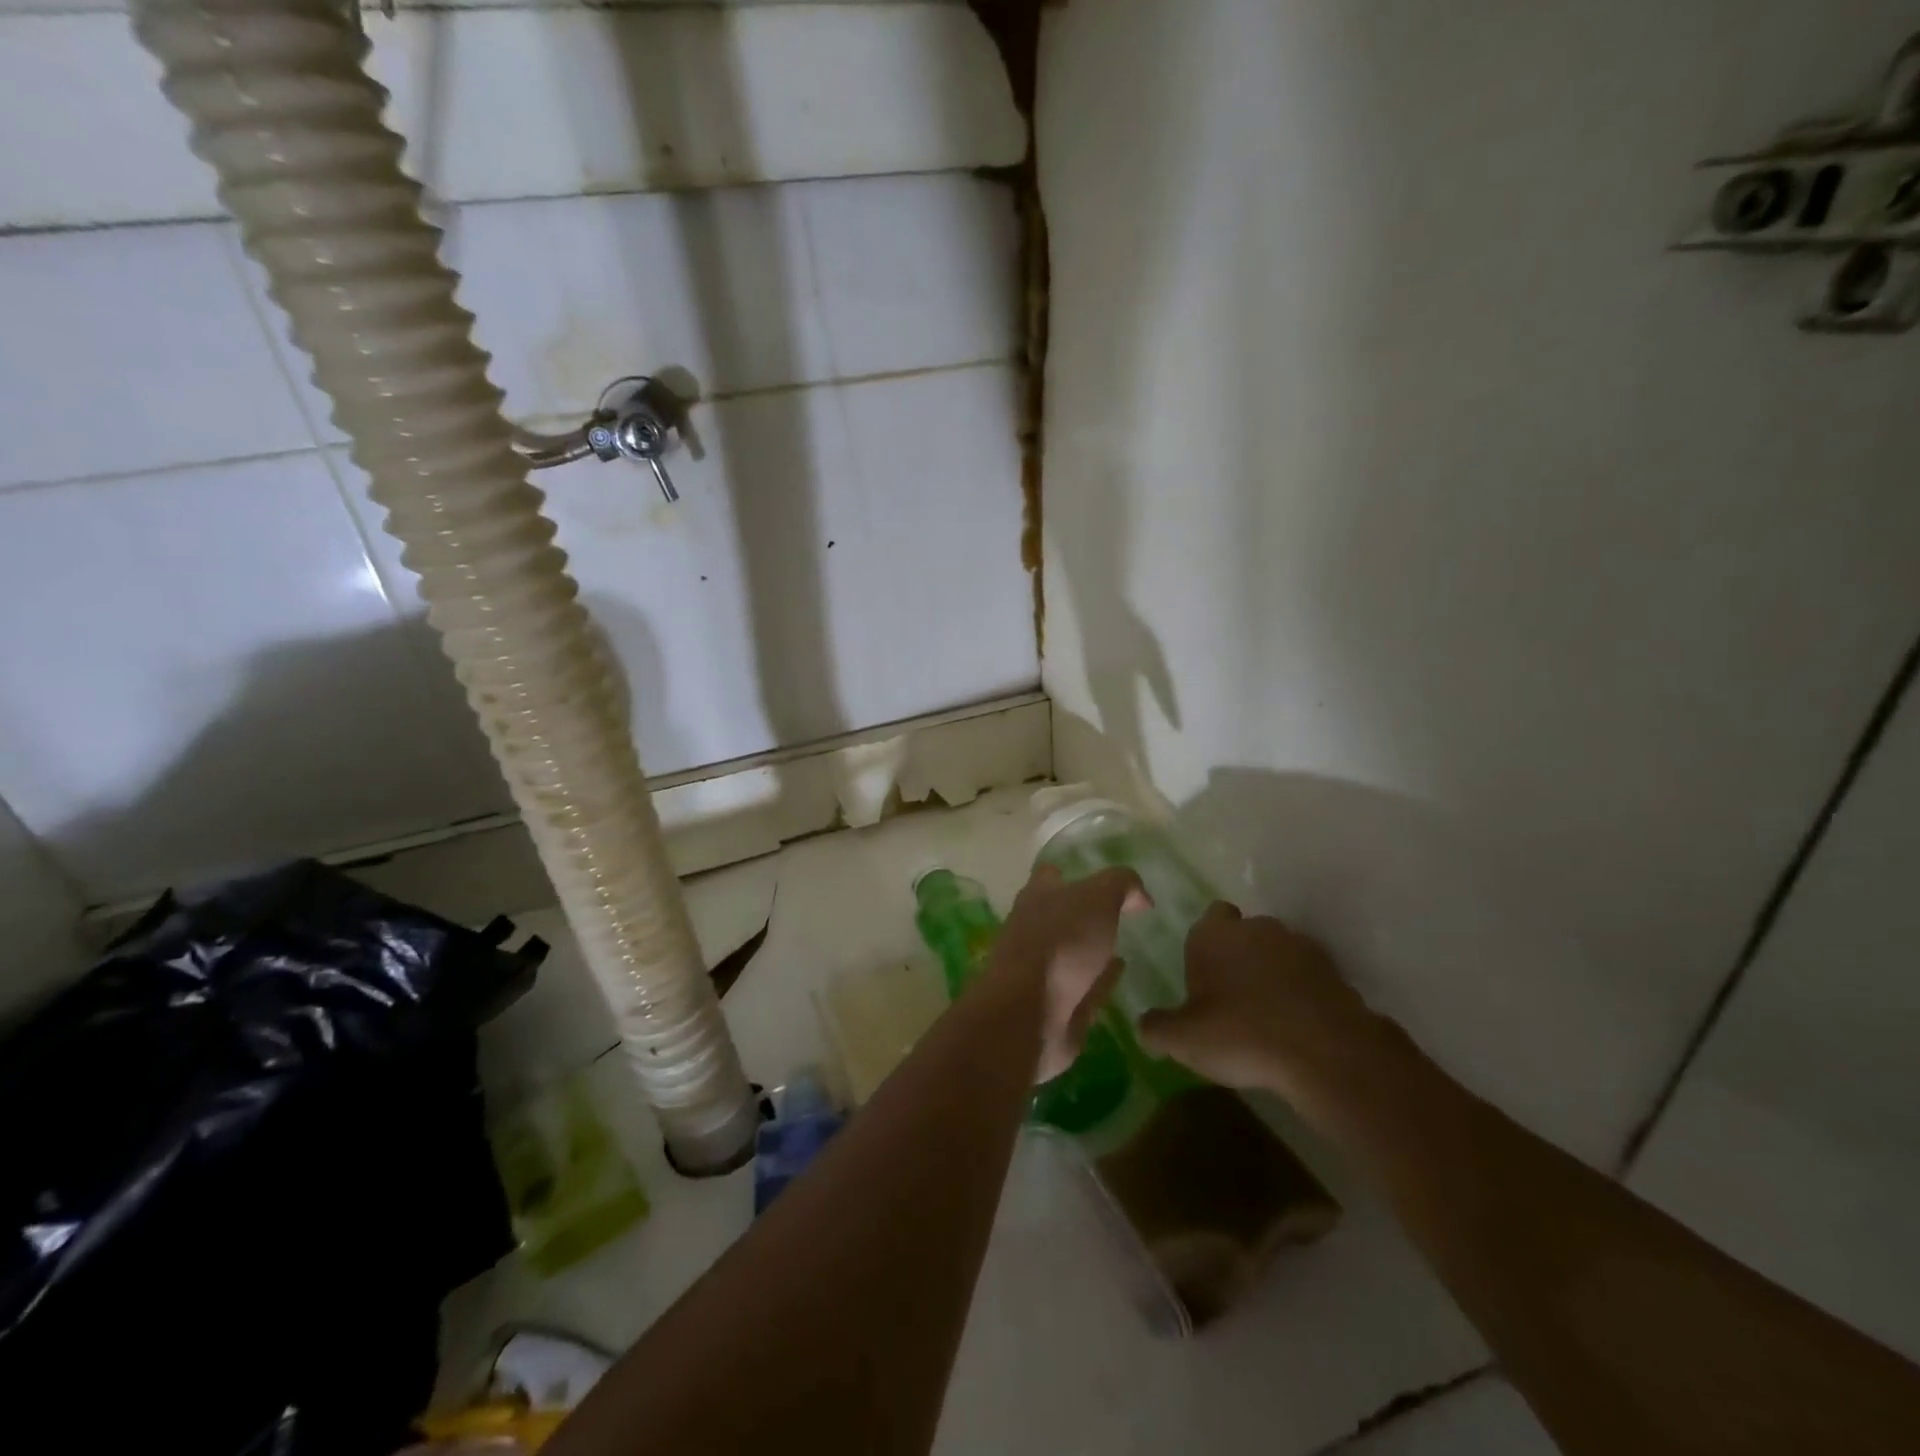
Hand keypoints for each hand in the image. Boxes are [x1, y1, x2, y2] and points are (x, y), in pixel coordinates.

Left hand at [992, 864, 1150, 1083]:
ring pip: (1071, 953)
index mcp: (1037, 897)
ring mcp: (1041, 970)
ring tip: (1123, 945)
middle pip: (1060, 915)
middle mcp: (1033, 929)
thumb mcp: (1098, 897)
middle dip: (1083, 914)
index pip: (1050, 876)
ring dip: (1092, 950)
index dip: (1072, 874)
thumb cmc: (1061, 942)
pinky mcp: (1055, 1005)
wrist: (1030, 1012)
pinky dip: (1100, 980)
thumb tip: (1139, 896)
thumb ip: (1121, 885)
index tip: (1098, 878)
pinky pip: (1083, 987)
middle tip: (1118, 914)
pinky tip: (1119, 975)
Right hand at [1137, 902, 1410, 1132]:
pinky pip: (1308, 977)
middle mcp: (1257, 928)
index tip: (1206, 973)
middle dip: (1240, 956)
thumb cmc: (1240, 1034)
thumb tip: (1145, 1025)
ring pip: (1279, 952)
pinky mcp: (1334, 972)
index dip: (1208, 942)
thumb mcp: (1182, 1039)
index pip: (1210, 916)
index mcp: (1214, 934)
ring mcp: (1300, 946)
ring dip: (1273, 973)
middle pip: (1245, 933)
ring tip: (1268, 1015)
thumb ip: (1156, 1028)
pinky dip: (1302, 993)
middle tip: (1232, 998)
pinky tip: (1297, 1026)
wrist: (1325, 1054)